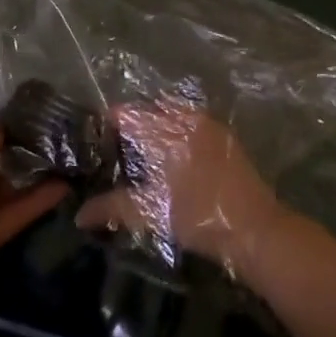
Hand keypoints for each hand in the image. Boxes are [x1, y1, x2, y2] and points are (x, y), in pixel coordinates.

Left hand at [0, 125, 65, 311]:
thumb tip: (6, 133)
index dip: (6, 131)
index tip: (38, 121)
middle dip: (24, 152)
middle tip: (62, 138)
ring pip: (10, 189)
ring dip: (37, 177)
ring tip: (70, 159)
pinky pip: (18, 212)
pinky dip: (40, 201)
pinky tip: (66, 185)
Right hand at [75, 102, 283, 274]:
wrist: (256, 228)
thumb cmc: (200, 216)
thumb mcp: (152, 212)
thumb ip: (114, 208)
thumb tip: (79, 216)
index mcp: (167, 130)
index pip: (129, 113)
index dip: (110, 121)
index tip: (97, 136)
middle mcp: (187, 118)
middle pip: (151, 108)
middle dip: (134, 121)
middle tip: (118, 144)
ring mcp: (210, 125)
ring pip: (174, 113)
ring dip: (158, 124)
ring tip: (143, 150)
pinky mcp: (226, 138)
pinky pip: (193, 122)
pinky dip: (178, 130)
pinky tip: (173, 156)